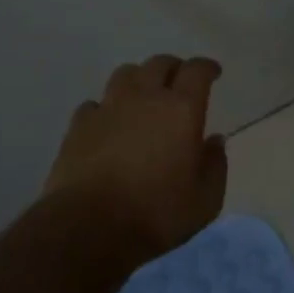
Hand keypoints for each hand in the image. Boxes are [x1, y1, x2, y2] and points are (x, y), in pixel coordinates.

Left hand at [43, 54, 226, 259]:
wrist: (87, 228)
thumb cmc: (155, 213)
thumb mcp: (205, 200)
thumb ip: (215, 165)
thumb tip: (213, 141)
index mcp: (181, 108)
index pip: (197, 70)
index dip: (207, 67)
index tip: (213, 72)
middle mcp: (145, 96)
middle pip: (160, 64)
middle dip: (174, 68)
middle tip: (179, 82)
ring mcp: (108, 108)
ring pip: (125, 74)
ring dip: (139, 79)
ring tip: (143, 94)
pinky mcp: (78, 126)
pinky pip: (95, 104)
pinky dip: (106, 108)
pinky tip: (108, 123)